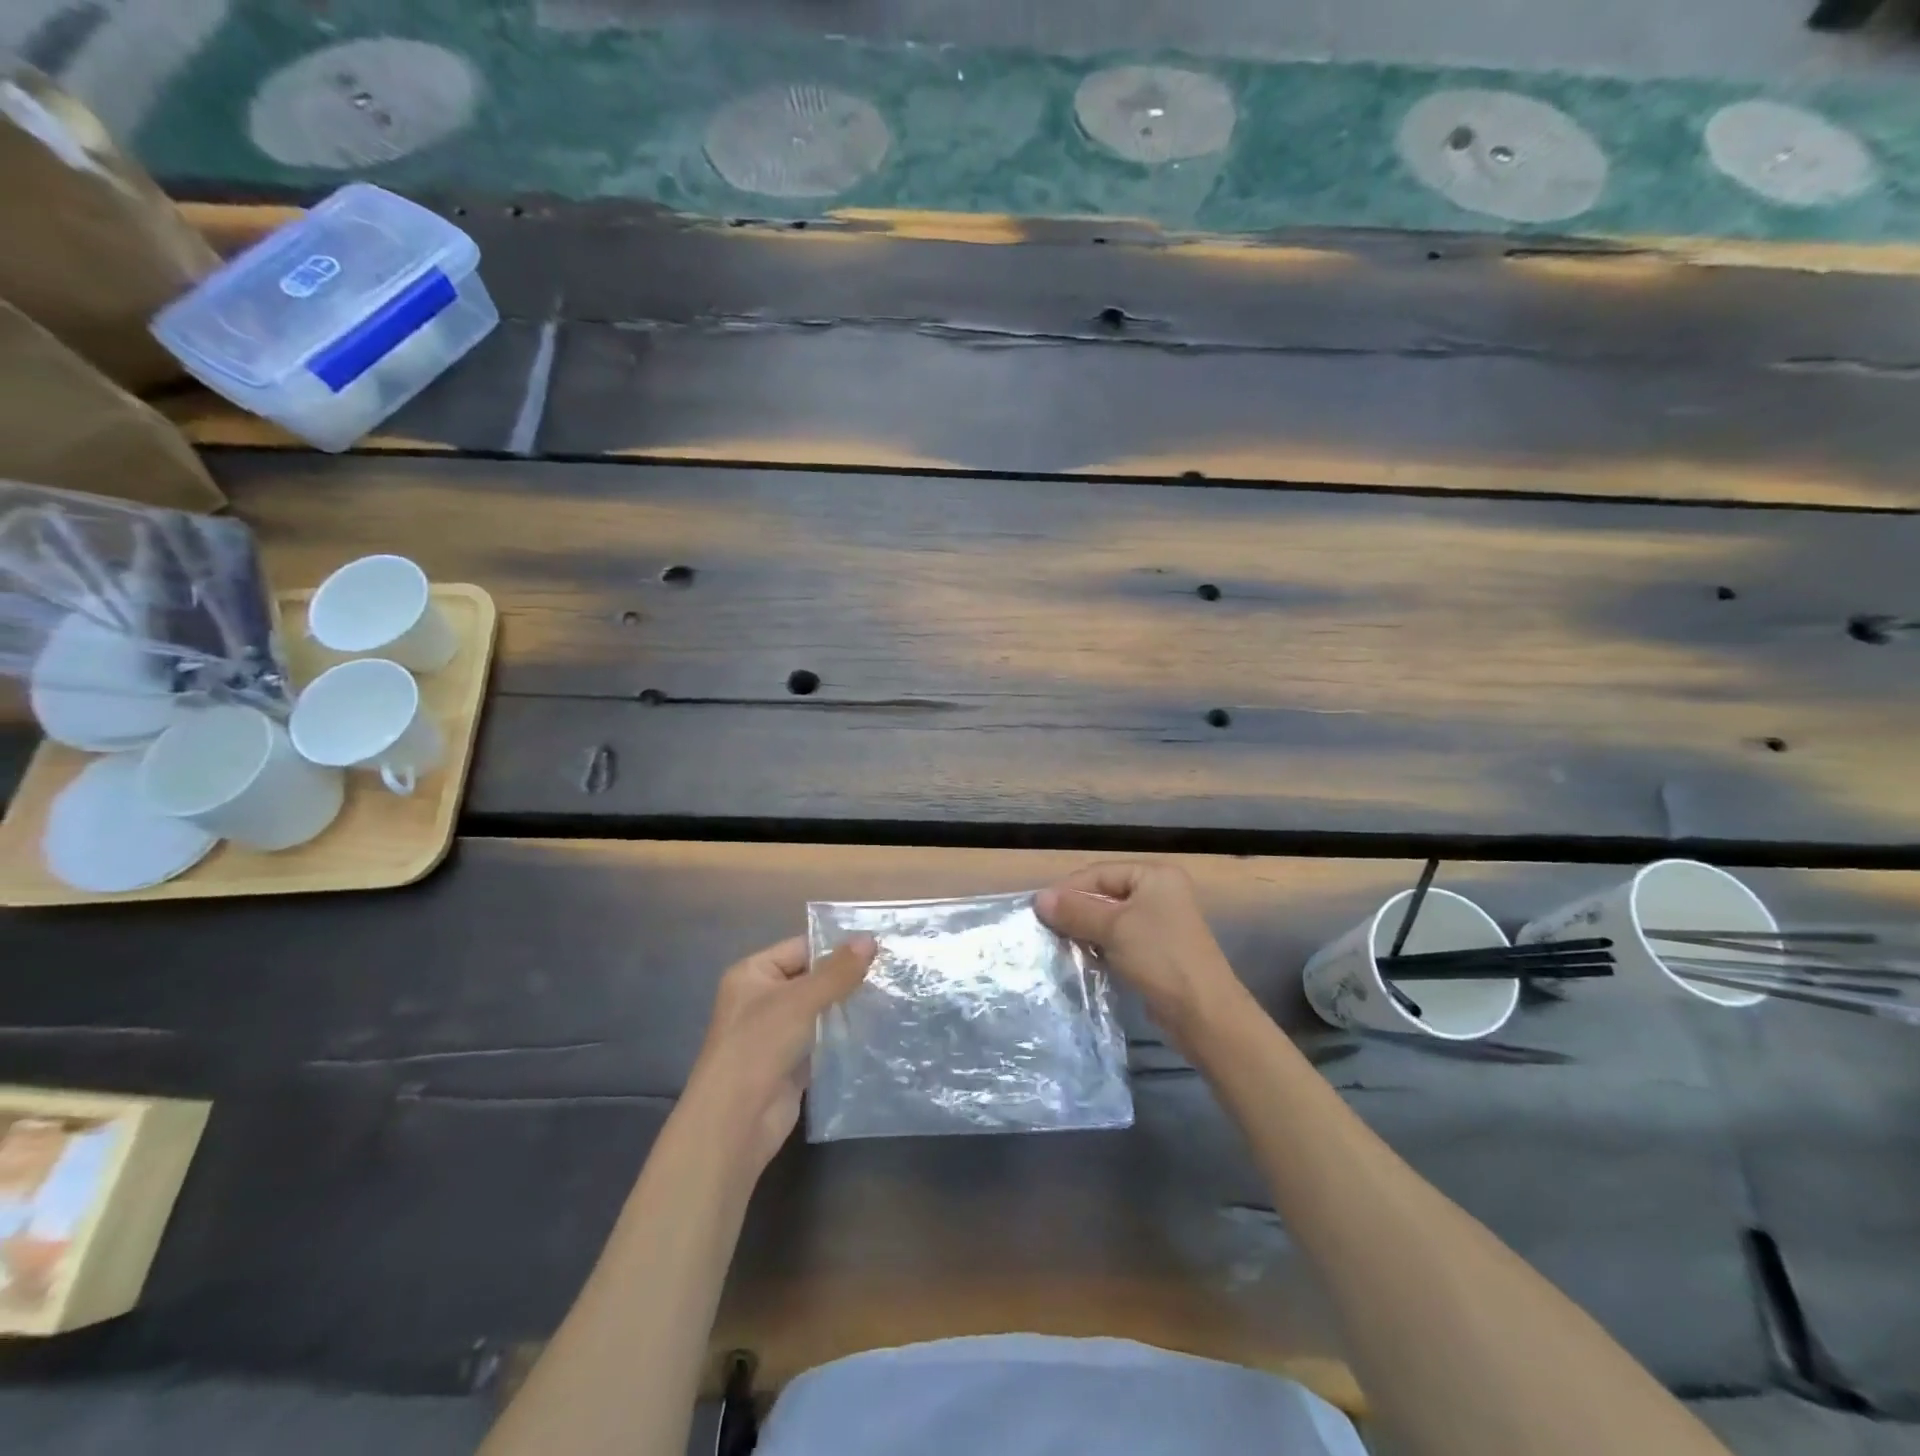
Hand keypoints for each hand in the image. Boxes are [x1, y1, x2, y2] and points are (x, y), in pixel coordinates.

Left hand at [686, 934, 876, 1173]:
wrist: (736, 1121)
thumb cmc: (760, 1045)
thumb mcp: (801, 1000)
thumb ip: (837, 971)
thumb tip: (870, 939)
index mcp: (753, 973)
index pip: (801, 948)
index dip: (837, 947)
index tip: (878, 946)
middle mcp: (762, 998)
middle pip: (811, 978)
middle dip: (846, 977)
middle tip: (891, 970)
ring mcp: (776, 1032)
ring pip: (819, 1010)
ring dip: (848, 1006)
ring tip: (890, 995)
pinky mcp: (791, 1061)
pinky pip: (822, 1038)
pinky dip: (843, 1034)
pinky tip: (876, 1028)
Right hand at [1037, 862, 1250, 1051]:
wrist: (1203, 1014)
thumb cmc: (1159, 958)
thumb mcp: (1113, 928)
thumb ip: (1075, 911)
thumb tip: (1038, 899)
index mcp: (1154, 875)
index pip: (1099, 873)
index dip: (1068, 890)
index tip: (1038, 910)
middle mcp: (1159, 892)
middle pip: (1104, 894)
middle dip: (1075, 911)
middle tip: (1045, 928)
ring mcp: (1160, 922)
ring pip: (1110, 919)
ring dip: (1085, 930)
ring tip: (1058, 944)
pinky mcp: (1157, 950)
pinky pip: (1120, 939)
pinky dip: (1100, 945)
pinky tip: (1081, 958)